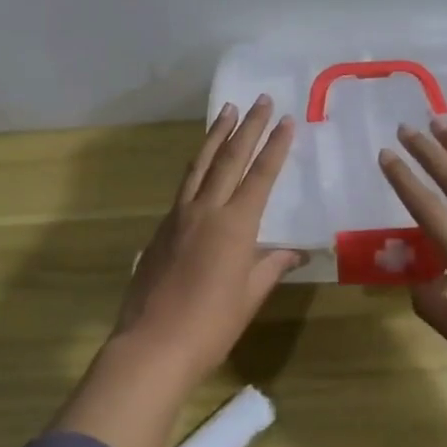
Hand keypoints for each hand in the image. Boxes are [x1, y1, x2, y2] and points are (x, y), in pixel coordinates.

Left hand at [112, 95, 301, 390]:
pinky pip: (184, 185)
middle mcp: (206, 210)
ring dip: (216, 135)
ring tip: (227, 110)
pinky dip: (198, 164)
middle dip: (248, 127)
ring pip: (201, 164)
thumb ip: (270, 267)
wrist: (152, 345)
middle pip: (230, 159)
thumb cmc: (210, 326)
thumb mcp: (248, 297)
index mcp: (234, 226)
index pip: (260, 176)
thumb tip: (293, 253)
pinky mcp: (161, 228)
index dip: (275, 147)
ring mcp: (179, 216)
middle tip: (261, 100)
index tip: (287, 121)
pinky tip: (202, 161)